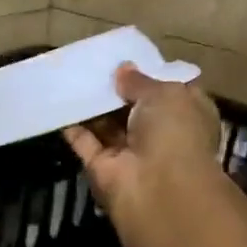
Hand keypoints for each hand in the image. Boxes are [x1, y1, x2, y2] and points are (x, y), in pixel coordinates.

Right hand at [63, 62, 223, 214]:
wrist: (157, 187)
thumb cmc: (174, 132)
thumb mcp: (164, 93)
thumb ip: (140, 81)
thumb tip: (122, 69)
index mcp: (186, 116)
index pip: (168, 93)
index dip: (150, 77)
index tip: (128, 60)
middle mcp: (159, 135)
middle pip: (133, 109)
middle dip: (116, 90)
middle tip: (94, 64)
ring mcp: (129, 153)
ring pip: (107, 125)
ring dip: (93, 104)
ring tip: (73, 75)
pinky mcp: (102, 167)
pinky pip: (84, 142)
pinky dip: (72, 125)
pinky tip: (60, 101)